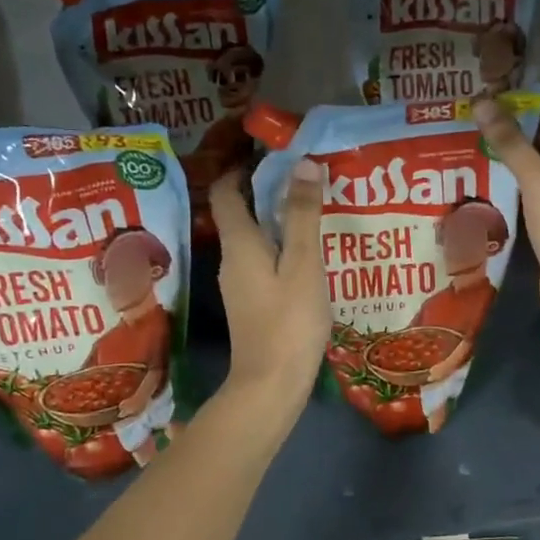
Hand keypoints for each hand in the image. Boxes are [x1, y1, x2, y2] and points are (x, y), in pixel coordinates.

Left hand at [209, 160, 331, 401]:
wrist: (271, 383)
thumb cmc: (289, 321)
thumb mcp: (303, 264)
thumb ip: (303, 215)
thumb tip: (302, 164)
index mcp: (239, 244)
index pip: (226, 192)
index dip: (242, 169)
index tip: (271, 156)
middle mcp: (231, 260)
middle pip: (240, 214)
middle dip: (267, 193)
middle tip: (305, 181)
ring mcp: (239, 285)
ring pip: (254, 240)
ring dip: (277, 222)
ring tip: (314, 213)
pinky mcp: (252, 304)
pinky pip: (263, 263)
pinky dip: (281, 250)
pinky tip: (310, 257)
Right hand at [471, 97, 539, 318]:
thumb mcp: (538, 181)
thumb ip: (510, 142)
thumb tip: (481, 102)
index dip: (537, 100)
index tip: (501, 96)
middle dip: (525, 124)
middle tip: (485, 115)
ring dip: (521, 151)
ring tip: (482, 137)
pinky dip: (523, 175)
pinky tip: (494, 169)